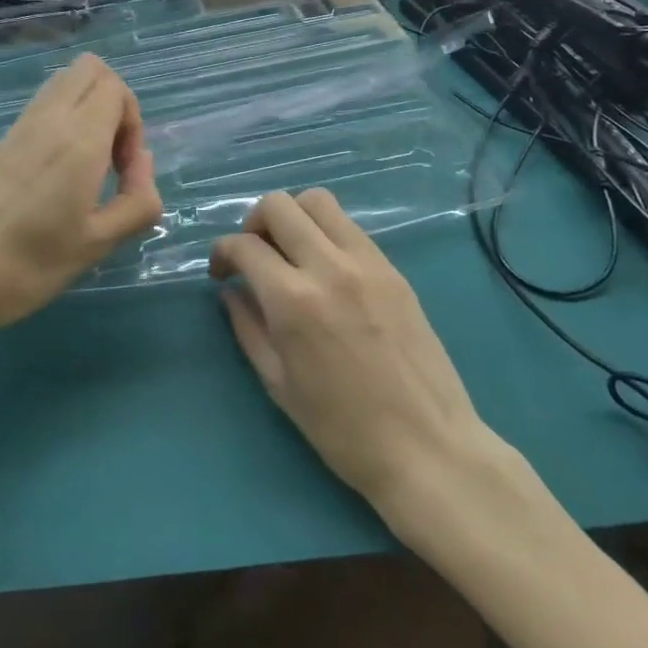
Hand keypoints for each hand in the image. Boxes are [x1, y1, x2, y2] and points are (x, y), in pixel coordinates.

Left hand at [0, 54, 160, 341]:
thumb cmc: (26, 267)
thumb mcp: (98, 244)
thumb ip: (138, 200)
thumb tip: (141, 163)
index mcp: (77, 140)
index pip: (115, 87)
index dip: (133, 121)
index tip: (123, 169)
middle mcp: (46, 121)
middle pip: (89, 70)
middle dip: (113, 102)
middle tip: (110, 156)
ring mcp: (14, 130)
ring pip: (61, 85)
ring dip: (85, 111)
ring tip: (84, 169)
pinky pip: (38, 112)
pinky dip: (58, 127)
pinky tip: (48, 184)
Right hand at [211, 191, 489, 512]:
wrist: (426, 446)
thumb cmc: (342, 429)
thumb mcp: (278, 384)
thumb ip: (248, 328)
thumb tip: (231, 291)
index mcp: (293, 300)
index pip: (245, 245)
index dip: (222, 253)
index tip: (221, 273)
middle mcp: (329, 266)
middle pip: (279, 205)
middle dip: (253, 223)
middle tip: (253, 256)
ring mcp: (367, 262)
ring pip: (319, 201)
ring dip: (293, 217)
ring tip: (289, 252)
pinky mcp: (393, 269)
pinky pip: (350, 228)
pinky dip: (326, 232)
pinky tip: (324, 268)